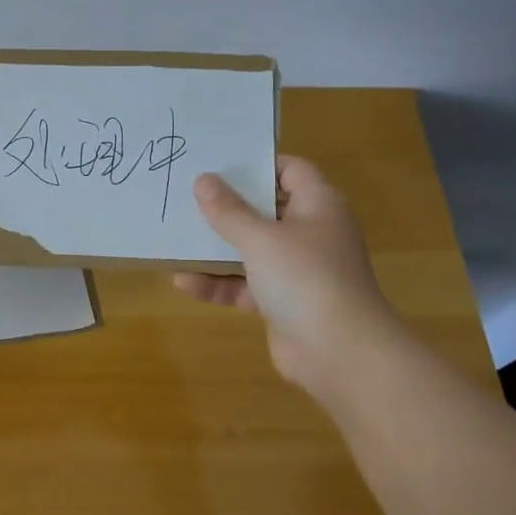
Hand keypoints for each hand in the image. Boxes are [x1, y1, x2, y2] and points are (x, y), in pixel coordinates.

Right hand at [173, 156, 395, 400]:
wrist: (338, 351)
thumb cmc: (304, 277)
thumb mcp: (260, 238)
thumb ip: (228, 210)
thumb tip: (203, 180)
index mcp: (318, 204)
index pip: (290, 170)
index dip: (258, 163)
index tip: (218, 163)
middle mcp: (310, 232)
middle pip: (266, 210)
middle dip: (228, 206)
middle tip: (186, 194)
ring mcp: (297, 269)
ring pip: (252, 249)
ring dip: (217, 247)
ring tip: (177, 237)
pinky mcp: (283, 302)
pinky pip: (246, 285)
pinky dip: (219, 283)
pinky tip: (183, 282)